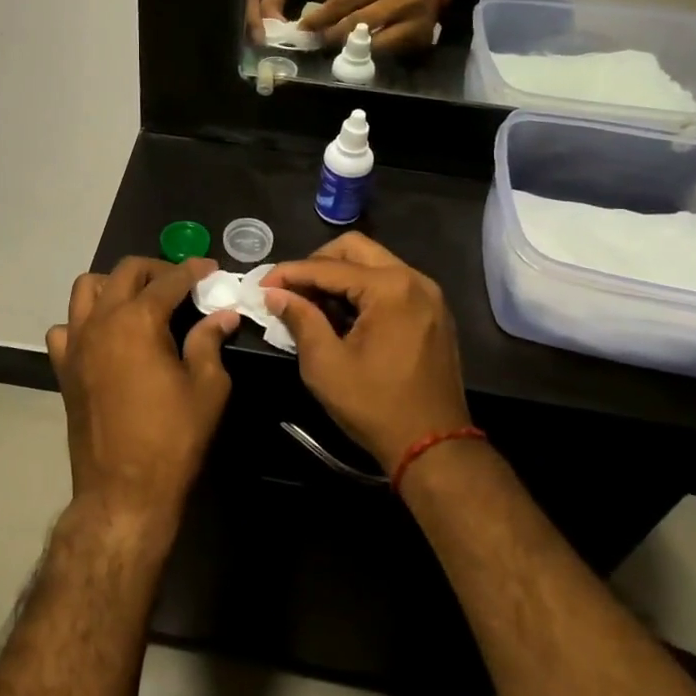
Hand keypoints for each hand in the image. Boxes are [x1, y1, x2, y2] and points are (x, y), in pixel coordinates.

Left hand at [46, 257, 237, 529]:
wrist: (123, 491)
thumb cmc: (172, 438)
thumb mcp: (207, 387)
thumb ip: (210, 341)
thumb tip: (222, 315)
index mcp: (138, 320)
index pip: (169, 280)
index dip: (194, 270)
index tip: (211, 269)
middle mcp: (101, 320)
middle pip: (124, 272)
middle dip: (156, 269)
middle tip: (180, 283)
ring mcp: (76, 343)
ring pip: (86, 289)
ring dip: (114, 285)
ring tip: (139, 300)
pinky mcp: (64, 368)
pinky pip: (65, 328)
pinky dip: (83, 321)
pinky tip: (105, 336)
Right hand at [261, 233, 470, 472]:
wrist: (434, 447)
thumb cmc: (376, 406)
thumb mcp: (326, 365)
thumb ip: (300, 319)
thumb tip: (275, 294)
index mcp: (390, 288)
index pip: (328, 267)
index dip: (290, 273)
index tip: (261, 285)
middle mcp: (414, 279)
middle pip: (355, 248)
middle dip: (317, 263)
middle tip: (291, 289)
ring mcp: (428, 294)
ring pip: (374, 263)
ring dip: (340, 275)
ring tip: (312, 303)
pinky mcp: (433, 311)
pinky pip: (391, 282)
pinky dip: (363, 288)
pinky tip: (342, 314)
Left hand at [299, 0, 444, 52]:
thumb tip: (314, 21)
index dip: (324, 15)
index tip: (305, 28)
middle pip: (360, 20)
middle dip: (334, 34)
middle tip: (317, 42)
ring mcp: (416, 19)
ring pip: (375, 39)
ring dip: (350, 47)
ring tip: (333, 50)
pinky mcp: (421, 36)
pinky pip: (390, 50)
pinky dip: (370, 53)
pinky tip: (357, 55)